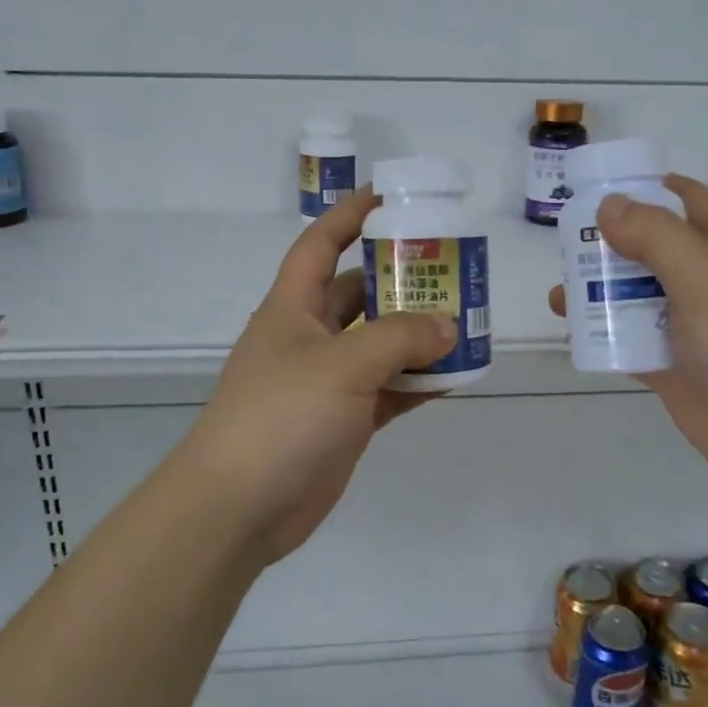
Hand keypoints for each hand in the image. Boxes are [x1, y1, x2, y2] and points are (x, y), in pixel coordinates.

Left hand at [172, 187, 454, 564]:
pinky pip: (390, 390)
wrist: (240, 507)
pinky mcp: (345, 421)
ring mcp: (328, 382)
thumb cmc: (281, 416)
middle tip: (453, 269)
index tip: (390, 199)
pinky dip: (419, 383)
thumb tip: (449, 327)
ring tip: (467, 322)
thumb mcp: (343, 364)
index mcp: (293, 307)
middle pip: (360, 294)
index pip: (321, 245)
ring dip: (419, 336)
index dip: (350, 217)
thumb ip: (400, 339)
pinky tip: (457, 376)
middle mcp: (310, 337)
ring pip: (381, 344)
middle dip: (402, 280)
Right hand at [548, 175, 707, 495]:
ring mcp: (690, 328)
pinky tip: (572, 331)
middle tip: (565, 241)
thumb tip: (609, 204)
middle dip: (611, 242)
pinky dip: (602, 333)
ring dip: (600, 290)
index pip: (690, 203)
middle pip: (654, 250)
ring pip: (637, 297)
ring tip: (559, 291)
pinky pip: (631, 341)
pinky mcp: (674, 368)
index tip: (601, 187)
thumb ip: (658, 238)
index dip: (651, 189)